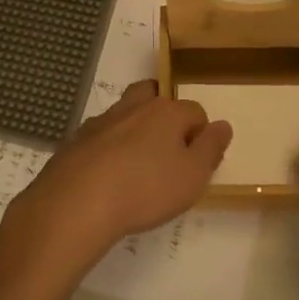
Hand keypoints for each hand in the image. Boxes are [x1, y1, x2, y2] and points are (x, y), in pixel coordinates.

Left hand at [6, 81, 231, 266]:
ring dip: (134, 129)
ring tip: (137, 163)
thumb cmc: (145, 189)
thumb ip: (211, 148)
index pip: (195, 111)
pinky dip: (108, 147)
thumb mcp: (193, 176)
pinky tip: (108, 174)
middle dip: (164, 115)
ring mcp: (101, 122)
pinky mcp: (76, 141)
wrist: (76, 203)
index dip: (201, 134)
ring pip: (125, 113)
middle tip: (167, 148)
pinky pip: (100, 136)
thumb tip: (222, 125)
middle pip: (154, 96)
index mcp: (166, 112)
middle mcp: (134, 107)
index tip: (197, 162)